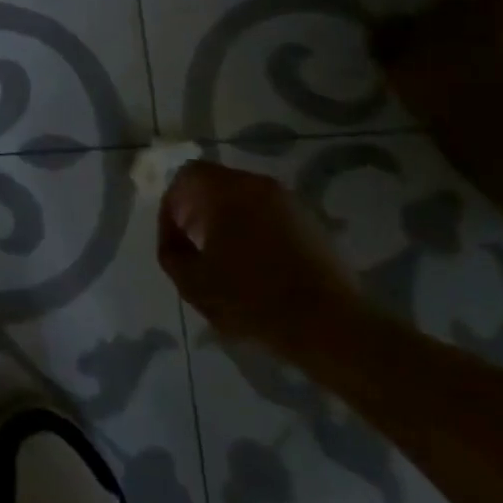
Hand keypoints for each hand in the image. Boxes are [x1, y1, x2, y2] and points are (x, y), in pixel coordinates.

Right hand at [156, 161, 358, 345]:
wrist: (330, 326)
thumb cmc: (252, 300)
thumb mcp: (193, 283)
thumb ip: (171, 253)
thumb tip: (175, 238)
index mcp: (227, 191)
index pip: (187, 175)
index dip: (172, 203)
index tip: (173, 237)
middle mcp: (259, 185)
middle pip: (217, 184)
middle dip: (198, 210)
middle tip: (192, 244)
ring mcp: (291, 203)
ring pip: (245, 200)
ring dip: (227, 220)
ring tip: (223, 258)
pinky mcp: (313, 225)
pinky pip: (270, 216)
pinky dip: (254, 230)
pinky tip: (255, 266)